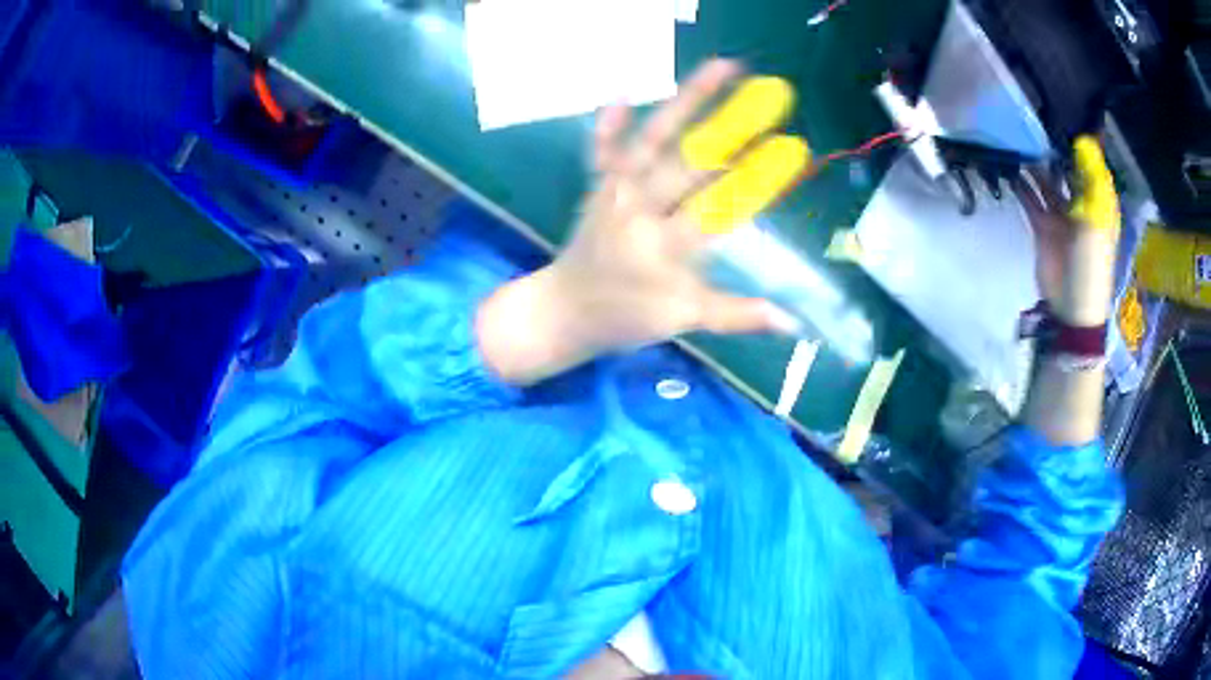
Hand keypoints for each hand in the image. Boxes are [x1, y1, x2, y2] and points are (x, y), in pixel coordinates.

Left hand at [478, 59, 806, 384]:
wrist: (563, 310)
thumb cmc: (626, 317)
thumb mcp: (684, 319)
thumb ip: (739, 314)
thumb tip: (793, 324)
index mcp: (665, 244)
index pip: (721, 204)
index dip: (758, 177)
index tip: (792, 150)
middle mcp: (639, 206)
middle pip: (691, 159)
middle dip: (734, 127)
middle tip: (771, 97)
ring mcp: (615, 187)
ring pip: (655, 137)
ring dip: (688, 99)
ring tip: (723, 67)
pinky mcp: (598, 181)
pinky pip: (603, 146)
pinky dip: (610, 122)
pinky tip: (620, 93)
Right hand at [1014, 136, 1119, 326]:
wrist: (1072, 306)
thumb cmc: (1091, 262)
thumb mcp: (1097, 218)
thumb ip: (1091, 179)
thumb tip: (1082, 140)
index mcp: (1099, 202)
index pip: (1091, 164)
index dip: (1080, 144)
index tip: (1061, 118)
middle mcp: (1081, 203)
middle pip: (1066, 169)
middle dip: (1052, 149)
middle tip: (1032, 124)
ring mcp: (1061, 214)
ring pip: (1047, 181)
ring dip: (1034, 165)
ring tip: (1017, 141)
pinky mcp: (1043, 225)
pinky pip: (1031, 199)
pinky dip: (1021, 185)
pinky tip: (1009, 168)